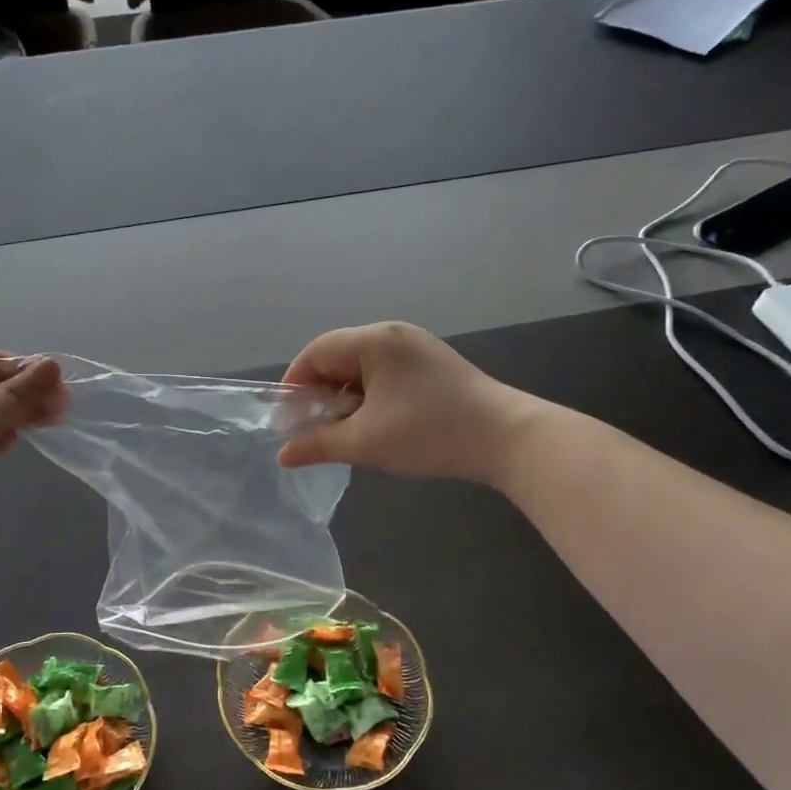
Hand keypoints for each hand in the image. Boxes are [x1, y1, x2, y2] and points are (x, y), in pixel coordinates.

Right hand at [278, 322, 535, 485]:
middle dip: (319, 393)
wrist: (506, 438)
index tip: (287, 420)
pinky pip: (385, 373)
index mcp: (374, 340)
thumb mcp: (366, 442)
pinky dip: (369, 396)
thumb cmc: (429, 433)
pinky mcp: (432, 365)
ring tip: (342, 431)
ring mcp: (416, 347)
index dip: (294, 385)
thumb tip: (284, 455)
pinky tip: (373, 424)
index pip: (316, 352)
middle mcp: (393, 334)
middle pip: (338, 356)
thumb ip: (318, 444)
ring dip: (345, 397)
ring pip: (362, 367)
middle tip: (312, 428)